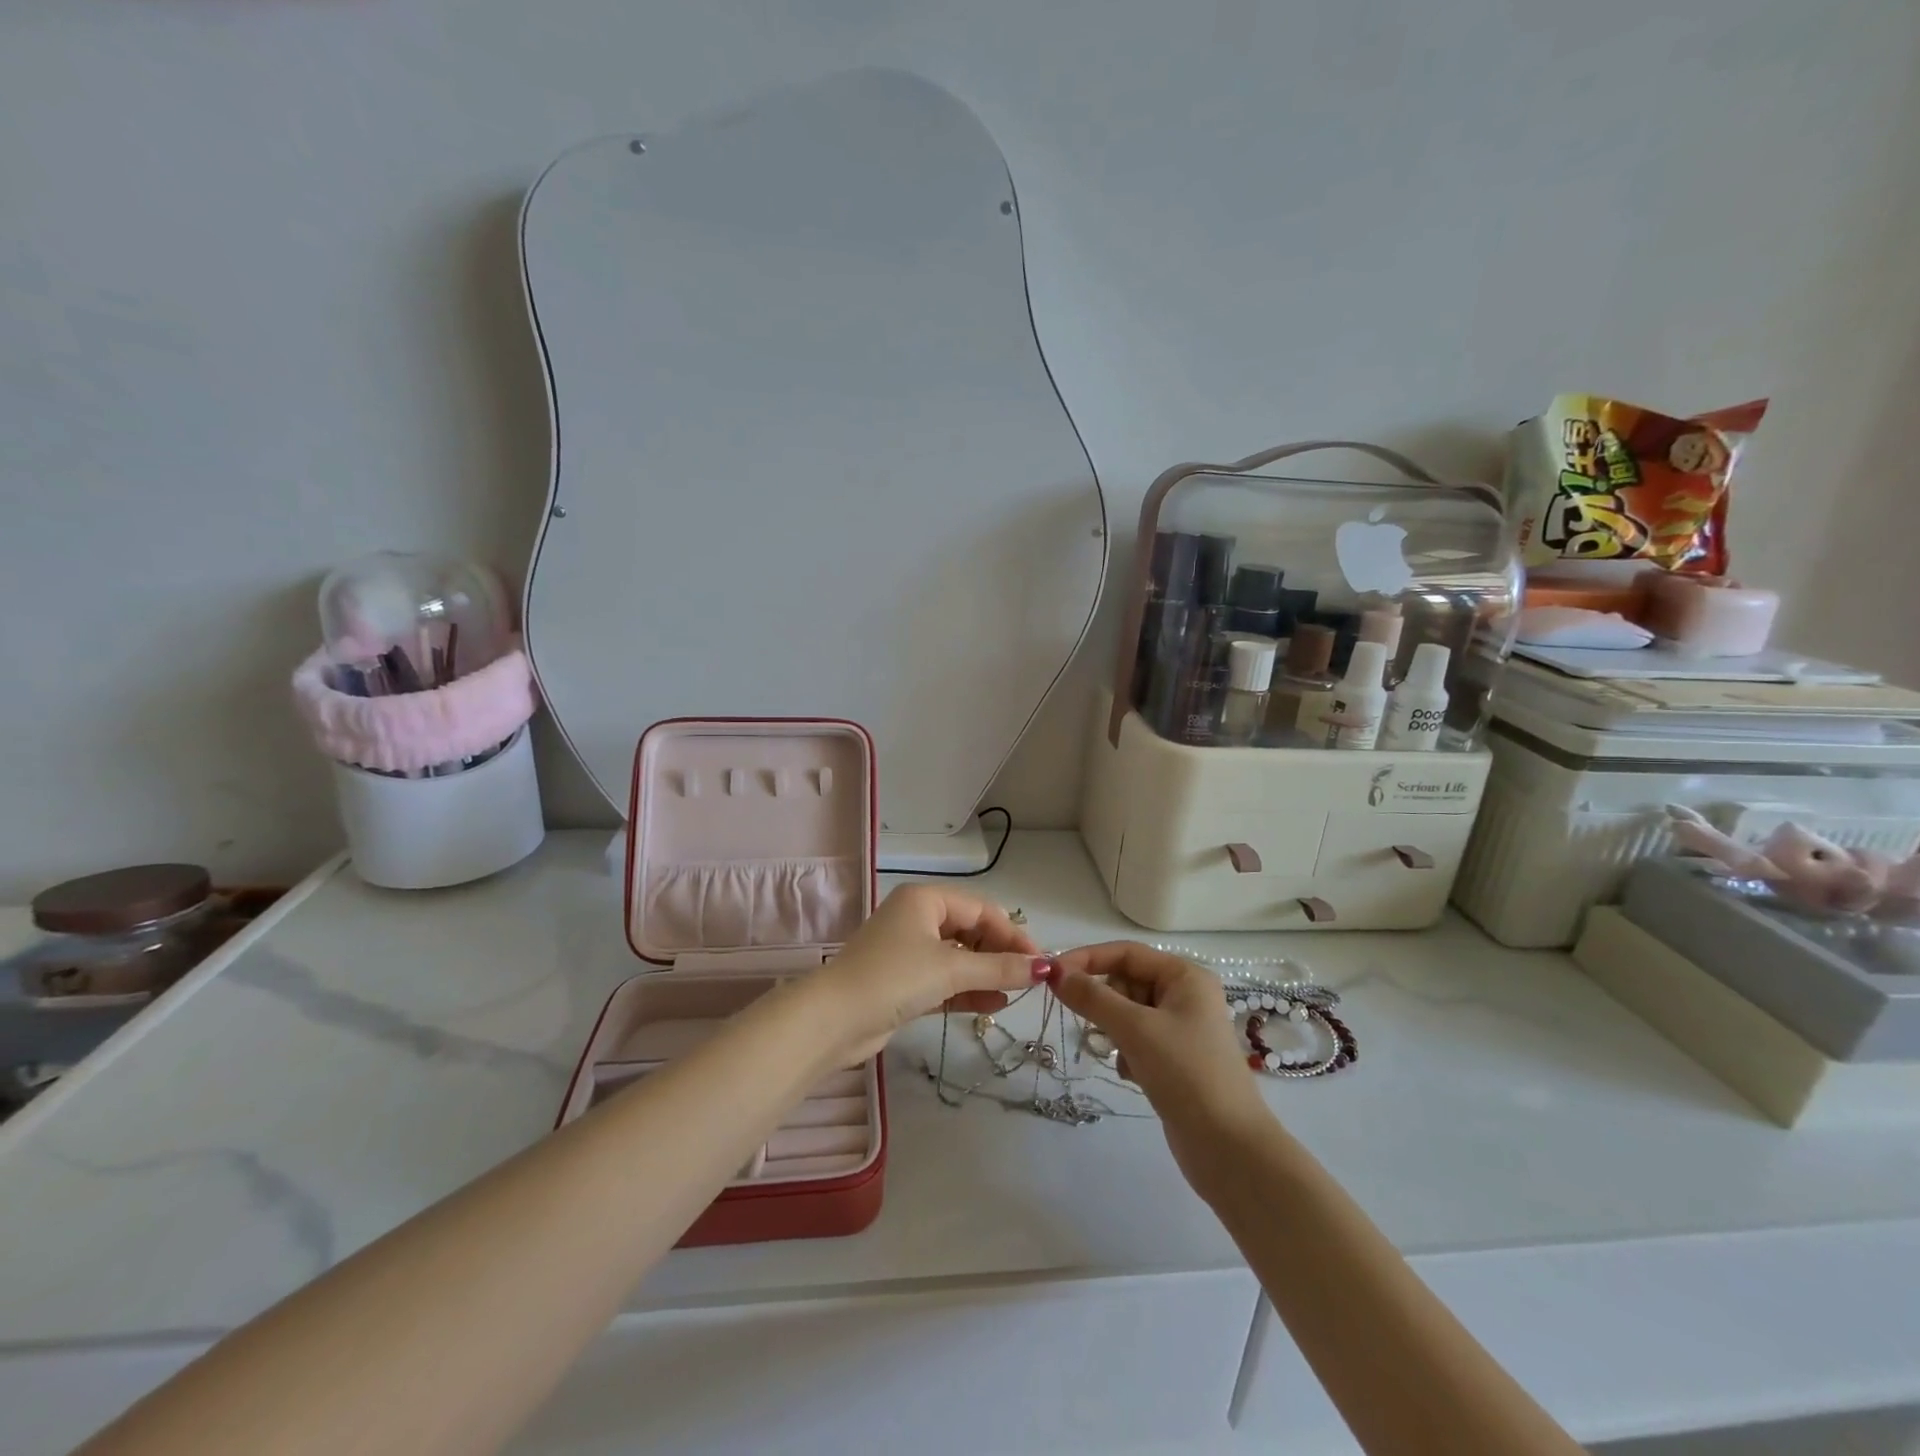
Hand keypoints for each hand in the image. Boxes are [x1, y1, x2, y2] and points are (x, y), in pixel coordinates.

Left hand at [811, 884, 1047, 1064]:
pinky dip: (968, 990)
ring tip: (1015, 995)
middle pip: (972, 931)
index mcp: (926, 899)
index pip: (982, 909)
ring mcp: (909, 950)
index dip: (1014, 934)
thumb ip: (1000, 968)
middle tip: (1029, 981)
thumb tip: (1044, 967)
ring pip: (960, 958)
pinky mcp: (904, 982)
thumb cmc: (894, 978)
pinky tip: (993, 1004)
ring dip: (987, 974)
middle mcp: (918, 918)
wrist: (833, 1020)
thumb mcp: (951, 969)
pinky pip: (945, 980)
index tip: (1040, 963)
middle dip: (1000, 955)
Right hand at [1050, 942, 1273, 1184]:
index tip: (1052, 976)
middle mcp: (1185, 995)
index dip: (1087, 959)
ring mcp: (1181, 1029)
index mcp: (1185, 976)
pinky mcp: (1174, 1059)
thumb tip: (1054, 973)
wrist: (1229, 1149)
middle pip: (1126, 981)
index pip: (1126, 953)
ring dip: (1114, 1031)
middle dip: (1104, 1002)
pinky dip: (1126, 1052)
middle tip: (1092, 1027)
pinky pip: (1136, 1039)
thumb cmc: (1186, 1074)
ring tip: (1119, 1055)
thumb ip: (1092, 997)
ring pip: (1127, 1012)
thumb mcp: (1135, 1029)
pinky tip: (1131, 1074)